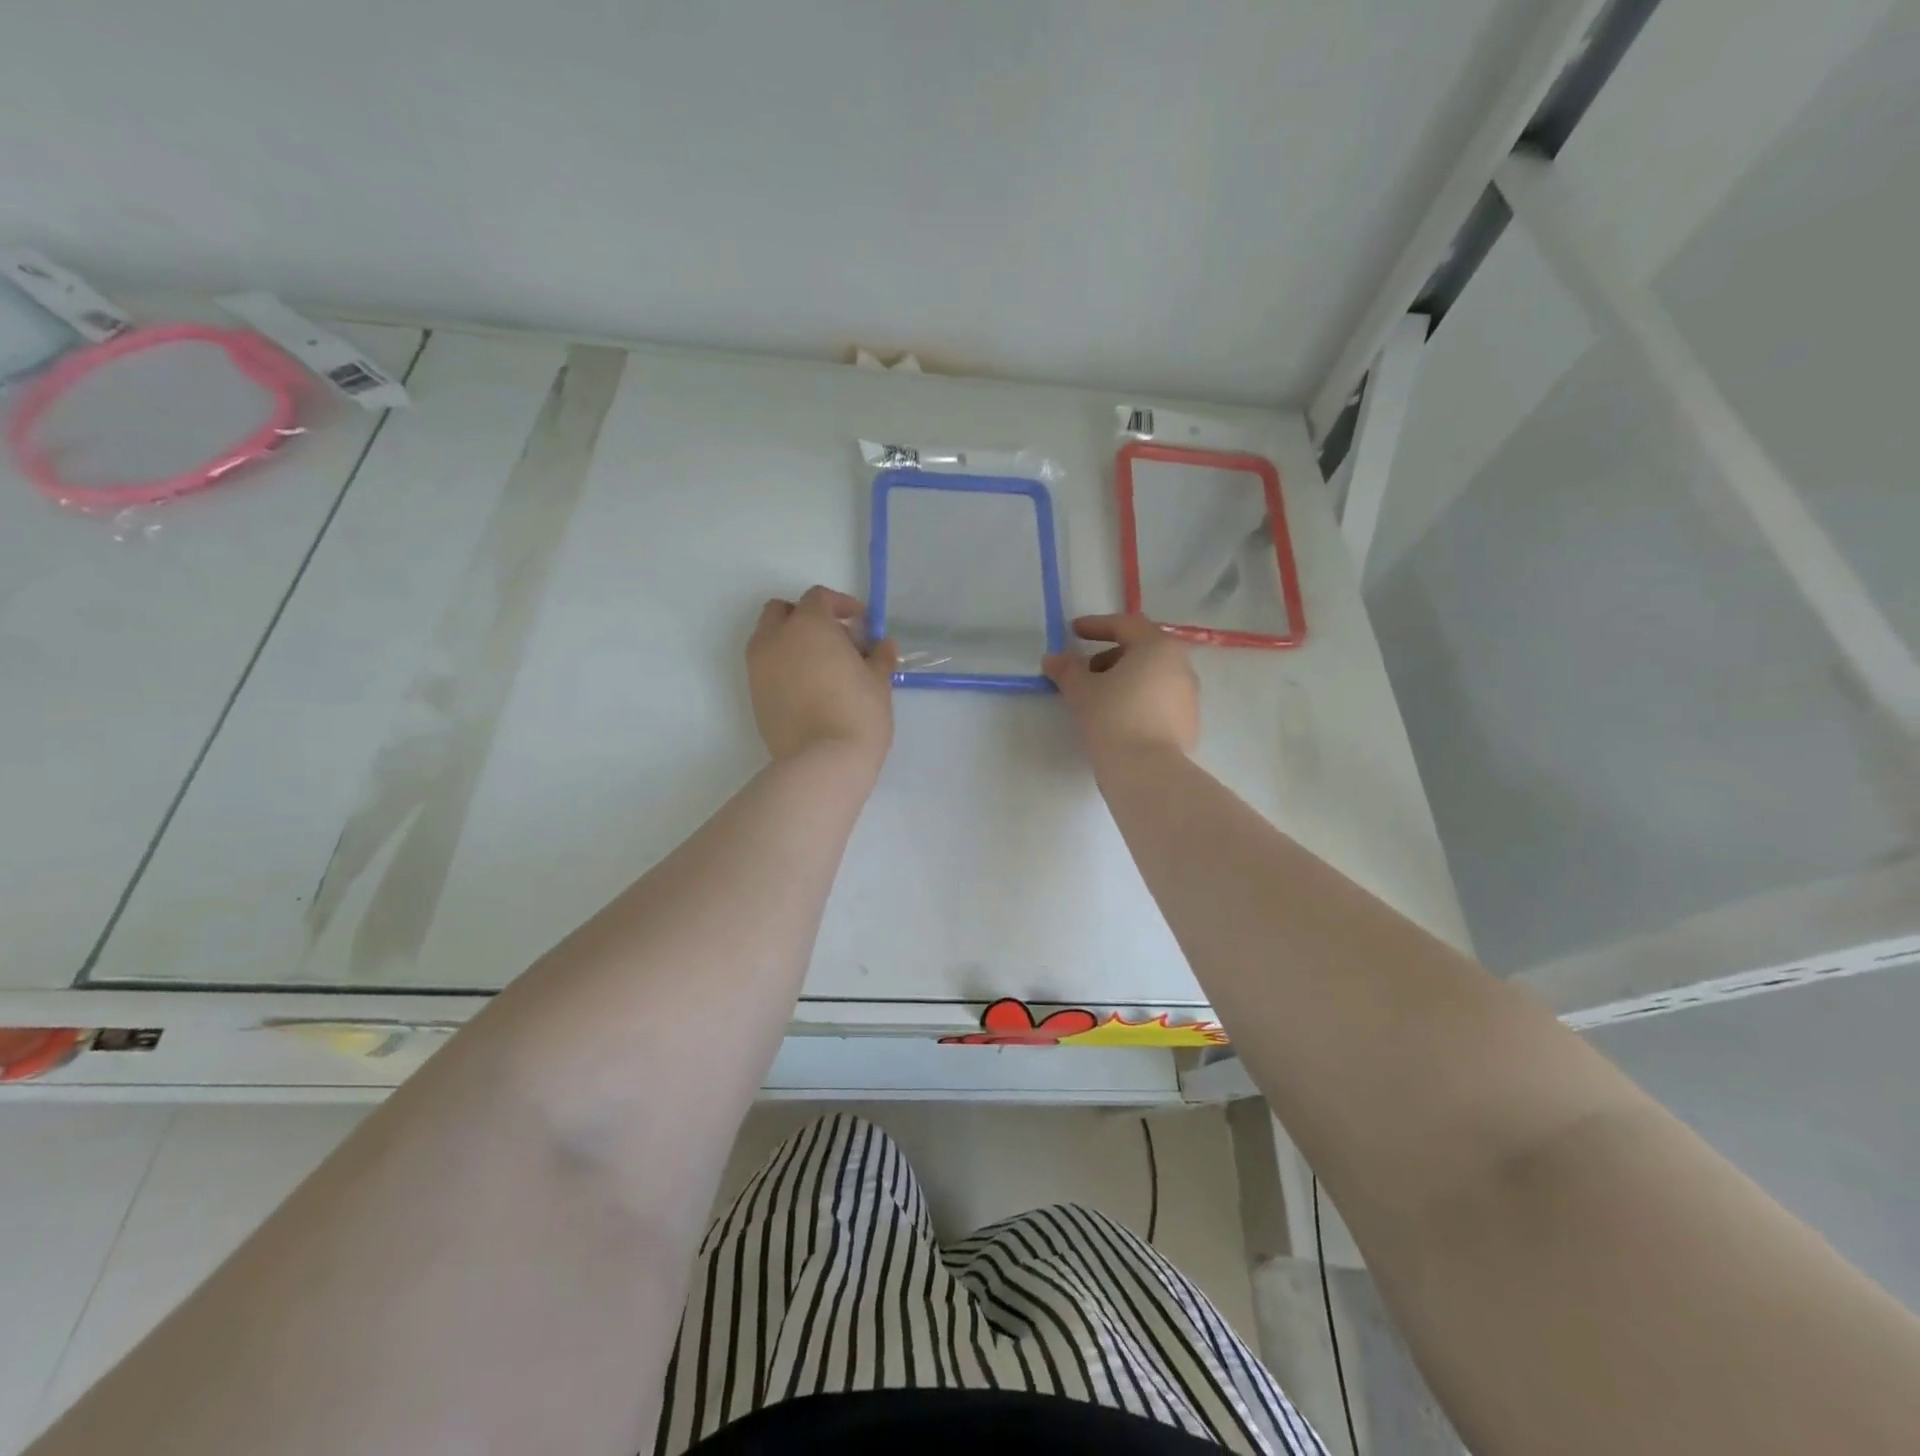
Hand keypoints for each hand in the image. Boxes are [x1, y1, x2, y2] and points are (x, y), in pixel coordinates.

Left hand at [747, 586, 897, 767]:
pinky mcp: (753, 696)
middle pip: (782, 611)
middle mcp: (775, 639)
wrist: (823, 762)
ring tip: (820, 667)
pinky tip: (808, 690)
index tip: (860, 624)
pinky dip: (783, 668)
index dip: (841, 605)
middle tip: (835, 639)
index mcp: (807, 625)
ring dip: (790, 642)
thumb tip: (882, 645)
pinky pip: (766, 669)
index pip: (818, 598)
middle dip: (806, 617)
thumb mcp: (878, 681)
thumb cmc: (857, 712)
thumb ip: (879, 656)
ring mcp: (758, 668)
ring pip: (768, 639)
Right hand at [1044, 614, 1198, 760]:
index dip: (1096, 626)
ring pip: (1152, 676)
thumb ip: (1067, 669)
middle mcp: (1181, 665)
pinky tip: (1118, 718)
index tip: (1073, 632)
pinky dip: (1138, 700)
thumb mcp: (1081, 690)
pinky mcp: (1189, 723)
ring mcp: (1189, 696)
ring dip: (1124, 679)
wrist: (1147, 771)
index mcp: (1158, 647)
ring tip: (1098, 697)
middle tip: (1085, 671)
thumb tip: (1053, 659)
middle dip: (1110, 655)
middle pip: (1141, 650)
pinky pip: (1159, 700)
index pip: (1125, 625)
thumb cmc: (1113, 718)